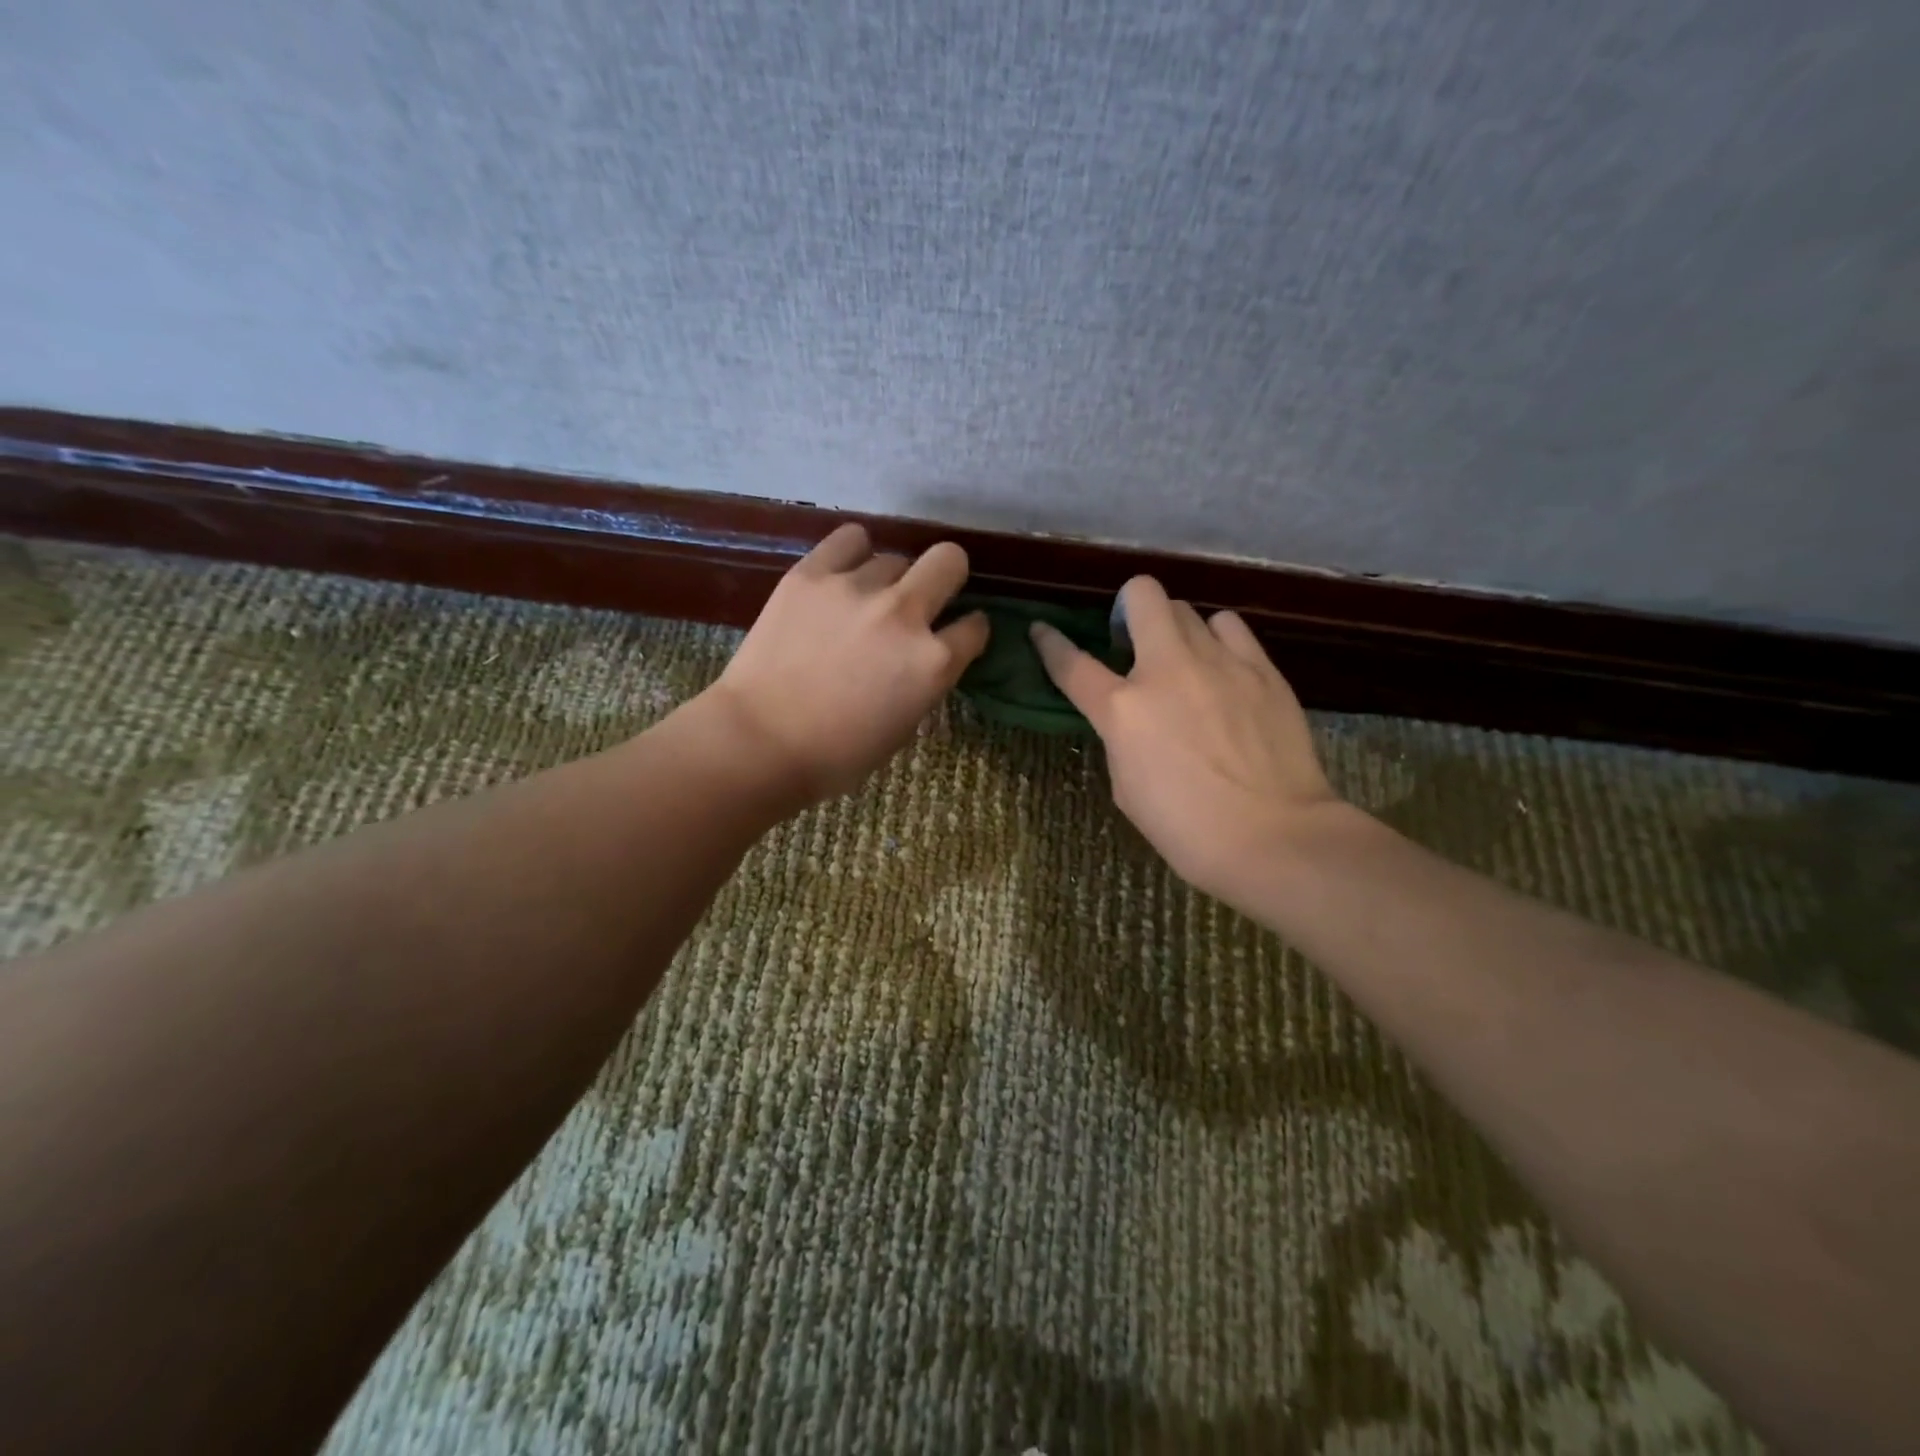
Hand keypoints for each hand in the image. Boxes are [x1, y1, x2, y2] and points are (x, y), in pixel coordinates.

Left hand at [702, 523, 989, 803]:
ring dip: (888, 579)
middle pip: (948, 561)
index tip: (956, 634)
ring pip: (893, 557)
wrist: (759, 742)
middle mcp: (904, 614)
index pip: (975, 627)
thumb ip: (924, 682)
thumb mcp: (903, 727)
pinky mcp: (811, 574)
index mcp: (932, 662)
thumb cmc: (836, 754)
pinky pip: (849, 539)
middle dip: (946, 577)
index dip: (968, 631)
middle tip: (925, 597)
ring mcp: (856, 589)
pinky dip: (852, 553)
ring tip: (863, 601)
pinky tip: (842, 573)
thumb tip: (926, 656)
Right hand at [1030, 576, 1339, 901]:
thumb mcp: (1127, 786)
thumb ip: (1122, 737)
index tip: (1042, 630)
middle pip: (1142, 595)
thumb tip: (1133, 716)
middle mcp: (1167, 669)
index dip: (1050, 643)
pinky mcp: (1262, 668)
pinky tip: (1223, 667)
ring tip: (1185, 659)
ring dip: (1175, 628)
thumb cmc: (1187, 828)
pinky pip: (1230, 627)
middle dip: (1128, 607)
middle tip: (1133, 640)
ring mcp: (1219, 662)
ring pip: (1188, 608)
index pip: (1072, 663)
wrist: (1272, 837)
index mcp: (1122, 709)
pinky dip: (1217, 639)